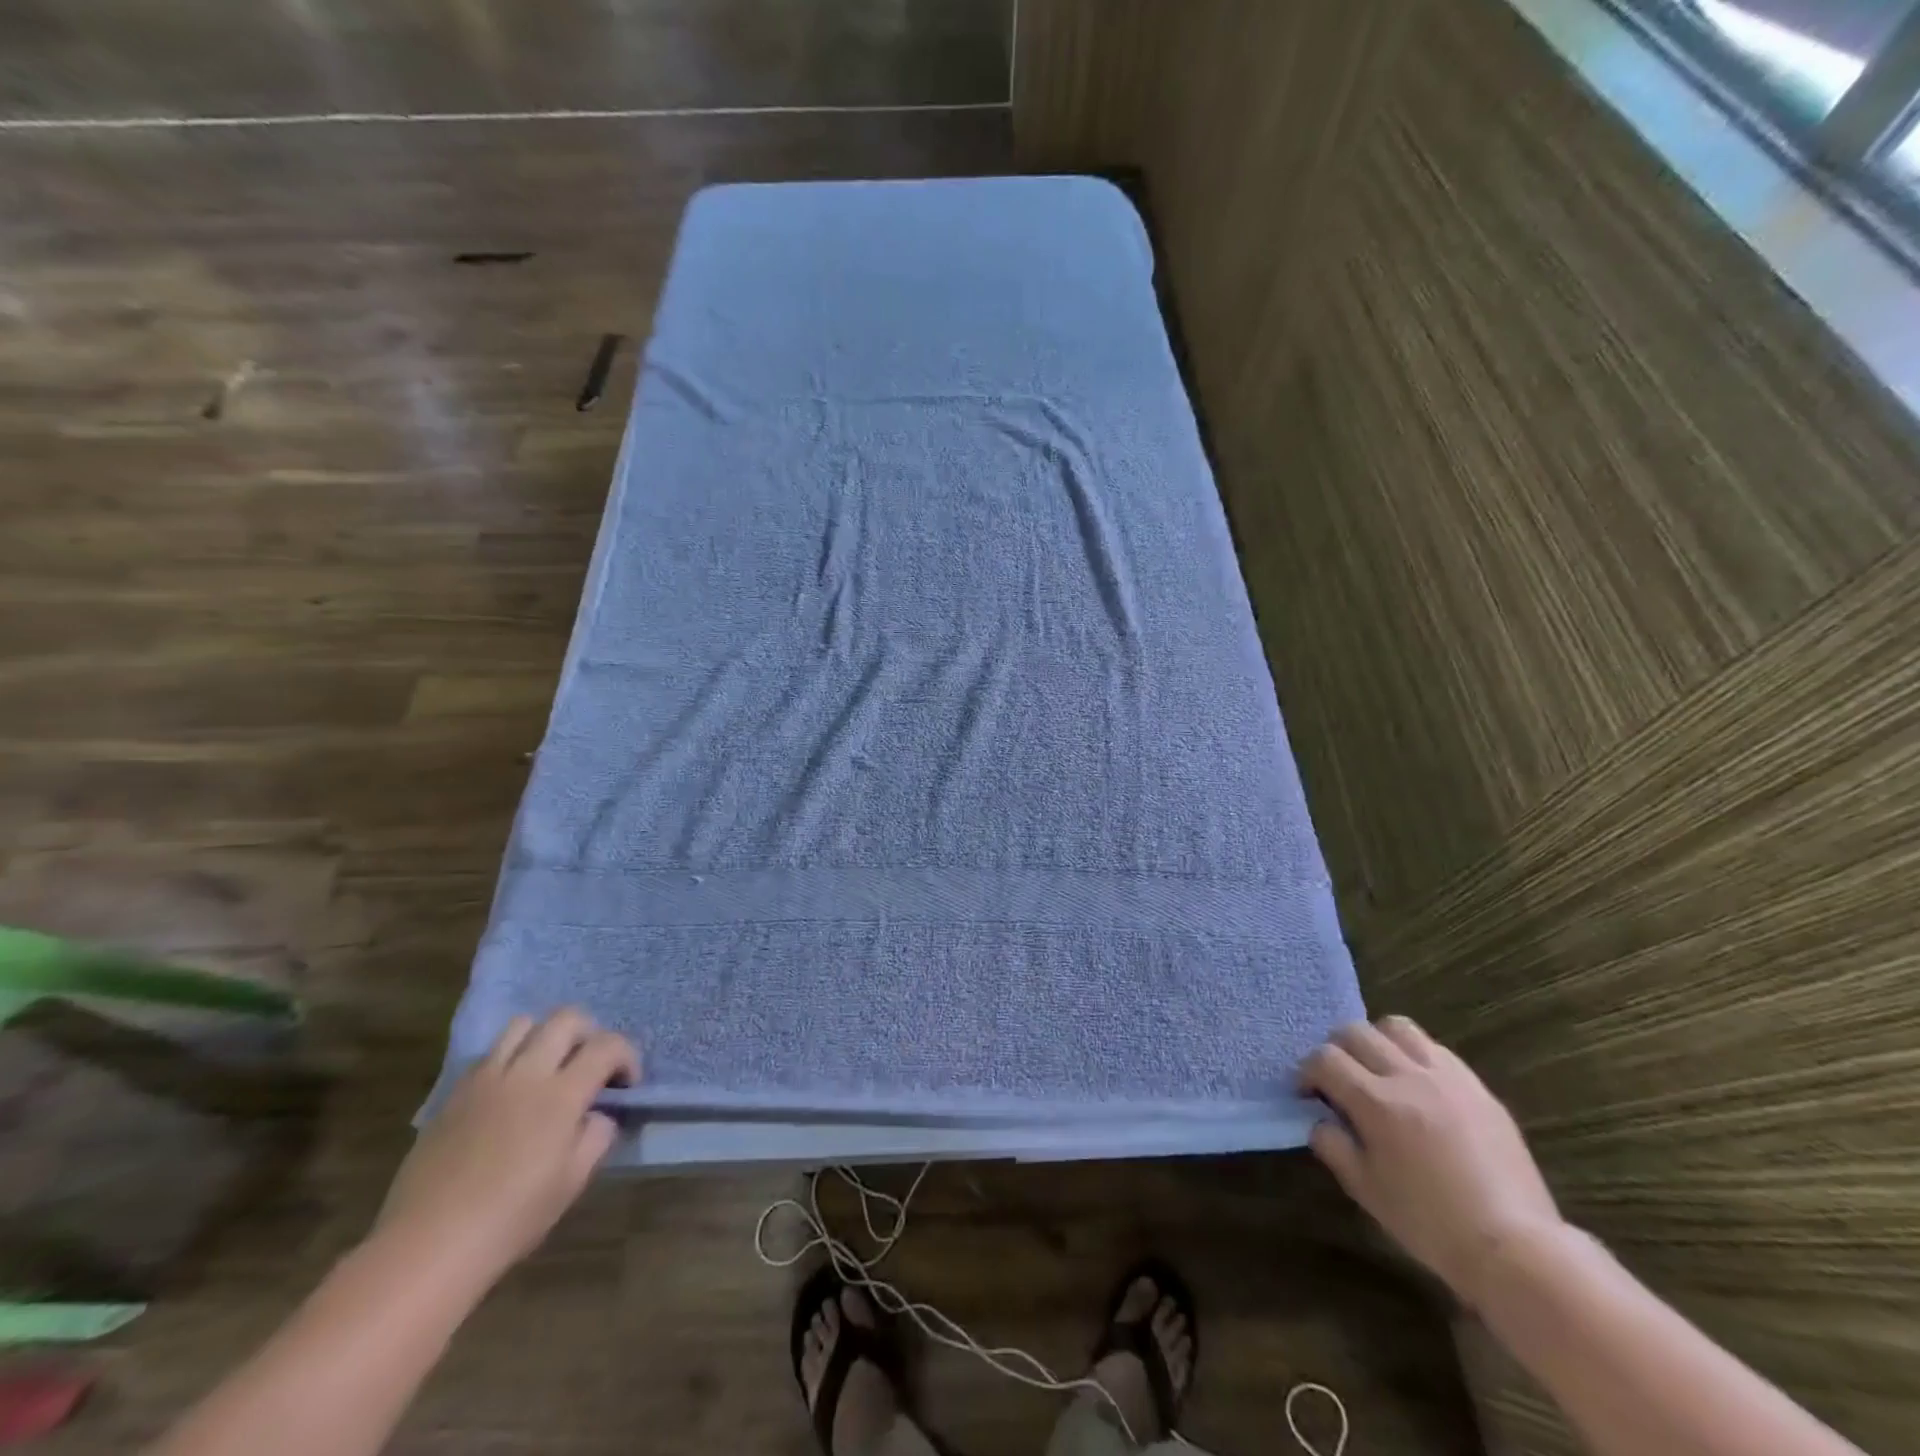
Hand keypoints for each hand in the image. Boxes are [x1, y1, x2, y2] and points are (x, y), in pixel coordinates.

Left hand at [373, 1010, 639, 1291]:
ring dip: (546, 1037)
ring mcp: (486, 1078)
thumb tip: (597, 1113)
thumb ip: (597, 1135)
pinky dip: (511, 1057)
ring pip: (524, 1024)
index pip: (607, 1046)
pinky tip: (511, 1091)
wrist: (427, 1246)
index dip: (627, 1057)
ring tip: (548, 1068)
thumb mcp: (572, 1182)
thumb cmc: (510, 1219)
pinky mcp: (456, 1092)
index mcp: (561, 1094)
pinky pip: (491, 1053)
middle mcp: (526, 1073)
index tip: (626, 1085)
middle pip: (567, 1018)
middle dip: (590, 1034)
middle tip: (590, 1067)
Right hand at [1299, 1016, 1563, 1305]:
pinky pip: (1435, 1049)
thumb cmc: (1430, 1224)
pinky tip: (1417, 1084)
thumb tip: (1319, 1119)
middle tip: (1338, 1078)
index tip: (1307, 1093)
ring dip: (1376, 1041)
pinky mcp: (1477, 1087)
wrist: (1515, 1248)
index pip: (1325, 1060)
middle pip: (1356, 1032)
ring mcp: (1447, 1078)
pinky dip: (1414, 1054)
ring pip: (1397, 1028)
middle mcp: (1408, 1077)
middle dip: (1336, 1050)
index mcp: (1376, 1103)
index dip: (1307, 1072)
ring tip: (1378, 1069)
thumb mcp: (1366, 1190)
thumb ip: (1333, 1145)